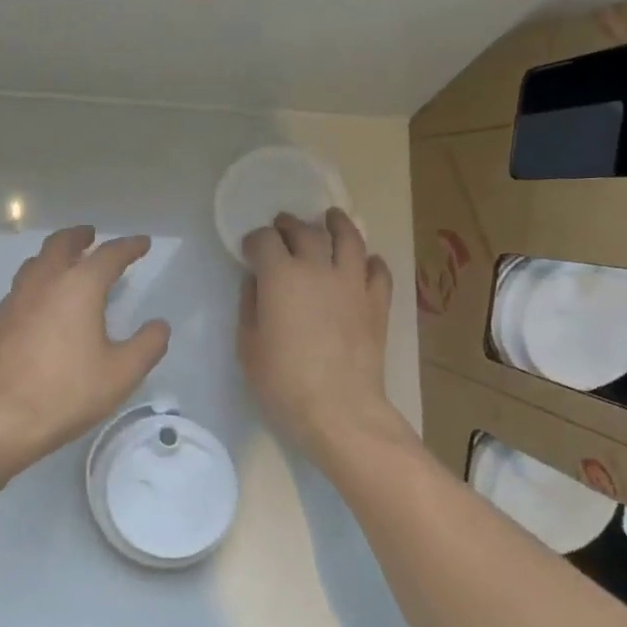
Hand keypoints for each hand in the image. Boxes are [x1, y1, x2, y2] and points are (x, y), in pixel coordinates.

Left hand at [0, 225, 170, 468]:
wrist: (2, 418)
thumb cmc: (68, 393)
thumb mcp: (122, 373)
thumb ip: (147, 345)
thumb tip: (159, 325)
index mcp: (78, 287)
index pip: (109, 255)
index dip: (129, 247)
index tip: (142, 243)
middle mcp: (44, 283)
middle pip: (61, 245)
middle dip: (80, 236)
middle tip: (92, 235)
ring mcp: (16, 300)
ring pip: (36, 262)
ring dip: (54, 254)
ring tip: (66, 262)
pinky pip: (21, 286)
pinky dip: (37, 279)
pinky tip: (42, 300)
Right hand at [238, 209, 401, 458]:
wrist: (338, 408)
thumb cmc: (282, 381)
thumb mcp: (248, 346)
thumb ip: (250, 306)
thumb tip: (257, 283)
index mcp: (280, 276)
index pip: (264, 240)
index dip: (253, 241)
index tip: (248, 251)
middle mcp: (318, 269)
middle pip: (305, 231)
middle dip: (289, 225)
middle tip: (282, 227)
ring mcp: (352, 283)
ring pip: (349, 238)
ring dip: (337, 224)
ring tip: (331, 218)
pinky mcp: (377, 302)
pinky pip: (377, 270)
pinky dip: (369, 260)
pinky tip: (364, 262)